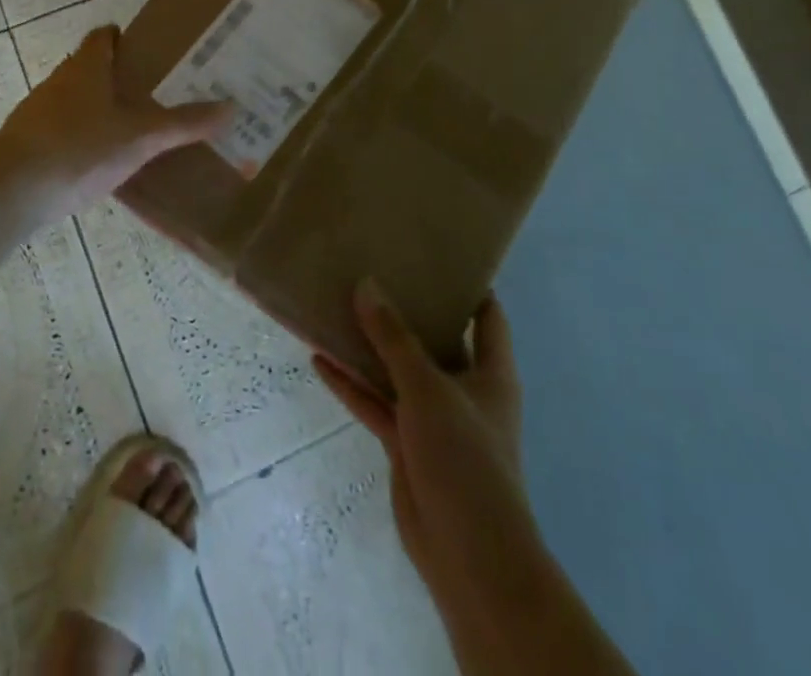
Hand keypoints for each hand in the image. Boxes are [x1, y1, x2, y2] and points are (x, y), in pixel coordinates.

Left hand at [0, 25, 231, 218]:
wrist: (12, 190)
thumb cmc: (80, 148)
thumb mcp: (141, 137)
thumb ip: (184, 123)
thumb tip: (231, 108)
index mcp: (86, 67)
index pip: (104, 37)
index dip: (126, 39)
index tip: (154, 53)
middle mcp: (60, 81)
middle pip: (92, 69)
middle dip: (121, 79)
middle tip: (158, 94)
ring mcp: (39, 112)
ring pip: (77, 102)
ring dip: (102, 110)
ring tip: (137, 130)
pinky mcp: (29, 143)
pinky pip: (64, 132)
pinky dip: (84, 139)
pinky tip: (104, 164)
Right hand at [314, 282, 537, 613]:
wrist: (467, 556)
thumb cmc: (464, 456)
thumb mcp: (428, 387)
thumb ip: (394, 338)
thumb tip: (366, 284)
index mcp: (491, 372)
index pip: (487, 316)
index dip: (468, 285)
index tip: (437, 254)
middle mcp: (465, 389)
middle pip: (436, 339)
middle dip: (407, 310)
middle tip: (375, 270)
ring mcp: (435, 419)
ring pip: (398, 371)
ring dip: (371, 348)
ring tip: (337, 306)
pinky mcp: (408, 445)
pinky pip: (377, 404)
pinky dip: (352, 385)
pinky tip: (319, 360)